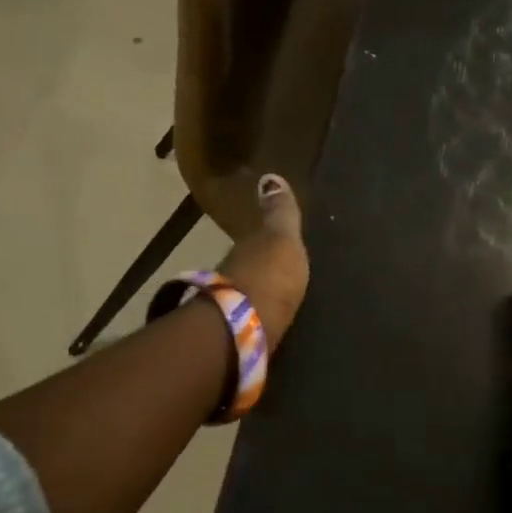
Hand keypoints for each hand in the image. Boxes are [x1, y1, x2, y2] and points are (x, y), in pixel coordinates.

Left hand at [215, 173, 309, 348]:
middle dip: (256, 269)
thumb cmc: (270, 276)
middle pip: (245, 268)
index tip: (270, 243)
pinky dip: (253, 317)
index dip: (262, 242)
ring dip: (253, 295)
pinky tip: (263, 323)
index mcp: (246, 249)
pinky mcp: (234, 335)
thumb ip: (279, 213)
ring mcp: (229, 306)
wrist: (245, 328)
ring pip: (243, 294)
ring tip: (271, 299)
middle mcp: (232, 274)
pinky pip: (246, 319)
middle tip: (273, 272)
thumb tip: (270, 177)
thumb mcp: (282, 239)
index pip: (254, 242)